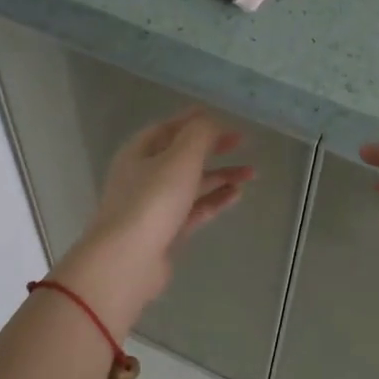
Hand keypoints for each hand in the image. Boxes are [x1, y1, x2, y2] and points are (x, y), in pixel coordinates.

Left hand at [55, 109, 253, 334]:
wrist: (128, 261)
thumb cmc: (152, 201)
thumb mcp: (180, 158)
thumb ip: (200, 135)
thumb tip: (212, 123)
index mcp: (139, 152)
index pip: (169, 128)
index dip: (195, 121)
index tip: (223, 118)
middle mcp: (143, 175)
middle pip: (181, 155)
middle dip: (212, 148)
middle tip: (241, 143)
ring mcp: (154, 206)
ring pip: (191, 184)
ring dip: (219, 175)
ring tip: (251, 173)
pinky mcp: (166, 231)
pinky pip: (194, 209)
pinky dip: (215, 200)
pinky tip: (237, 195)